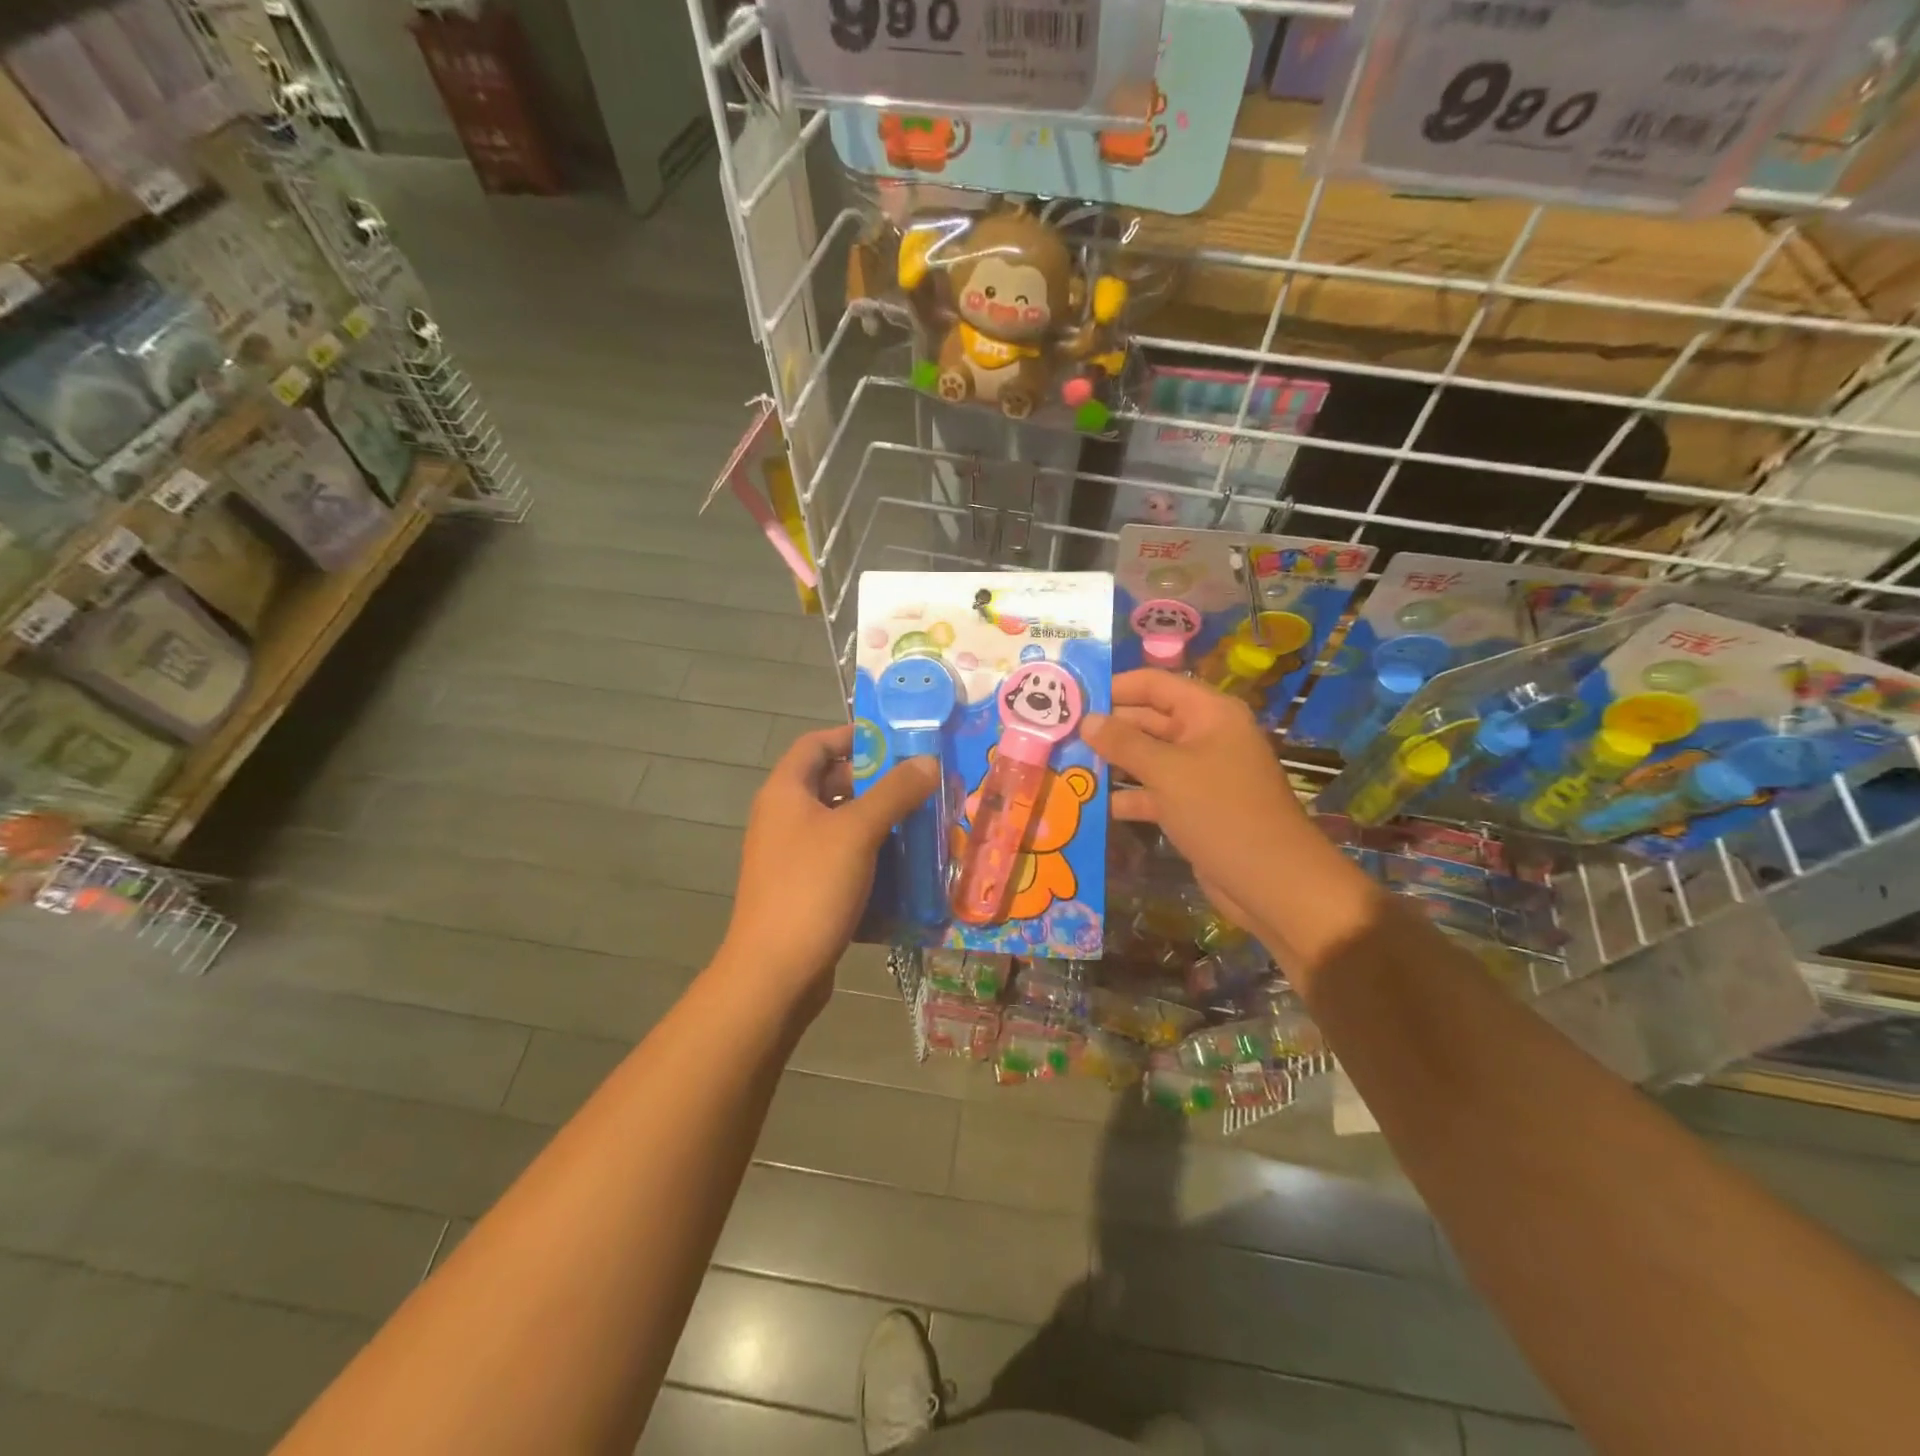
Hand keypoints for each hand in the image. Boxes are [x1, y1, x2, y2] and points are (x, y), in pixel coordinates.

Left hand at [718, 725, 937, 1012]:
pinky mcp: (804, 890)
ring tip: (922, 823)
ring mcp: (791, 857)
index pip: (816, 744)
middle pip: (831, 784)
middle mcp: (783, 819)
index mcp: (785, 793)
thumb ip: (894, 792)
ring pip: (840, 825)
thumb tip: (927, 761)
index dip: (852, 736)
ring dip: (878, 822)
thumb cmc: (811, 888)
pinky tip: (904, 867)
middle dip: (876, 782)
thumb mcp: (857, 832)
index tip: (895, 742)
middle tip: (920, 785)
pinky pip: (841, 860)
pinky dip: (870, 856)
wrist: (775, 972)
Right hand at [1083, 670, 1315, 933]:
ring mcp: (1199, 773)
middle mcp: (1204, 736)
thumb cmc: (1221, 813)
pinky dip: (1127, 796)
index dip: (1114, 687)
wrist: (1272, 882)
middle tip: (1058, 734)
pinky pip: (1153, 791)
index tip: (1071, 699)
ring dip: (1112, 763)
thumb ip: (1124, 743)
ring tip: (1066, 765)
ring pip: (1147, 758)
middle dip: (1107, 727)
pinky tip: (1091, 804)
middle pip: (1148, 719)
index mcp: (1209, 713)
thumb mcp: (1168, 772)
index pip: (1154, 684)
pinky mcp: (1192, 807)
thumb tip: (1087, 720)